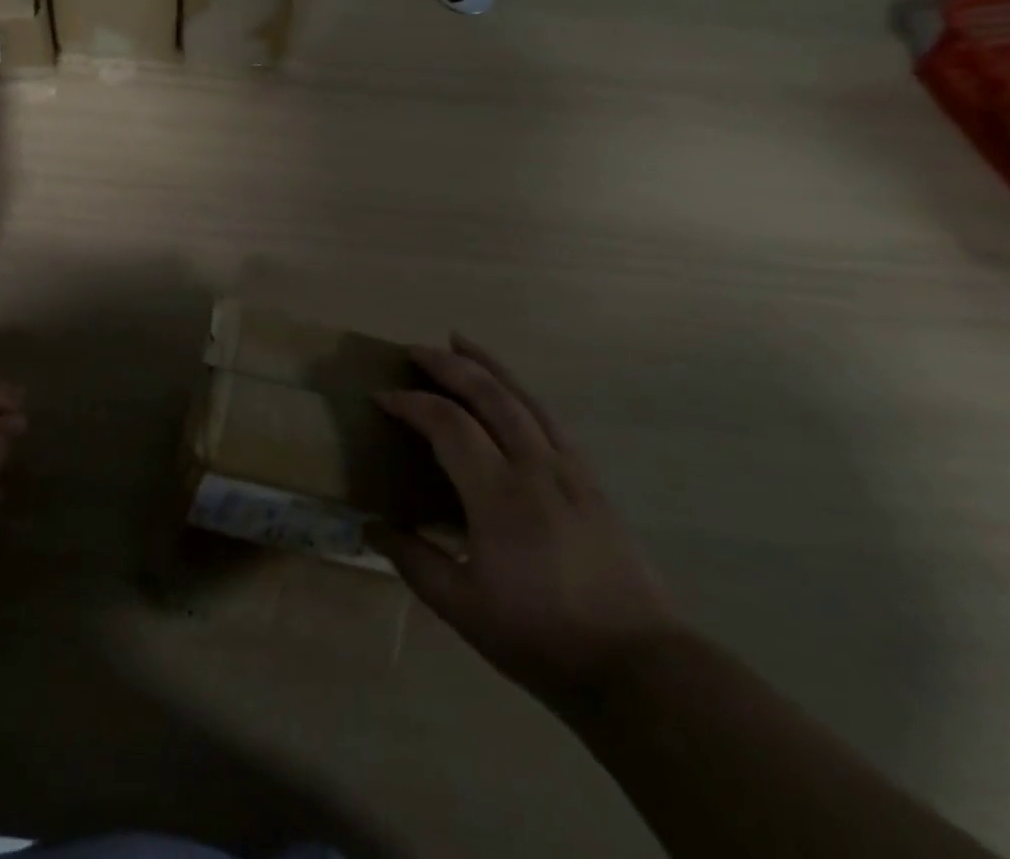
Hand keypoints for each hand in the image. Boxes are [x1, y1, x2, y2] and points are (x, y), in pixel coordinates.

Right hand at [370, 335, 677, 706]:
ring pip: (524, 397)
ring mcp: (569, 469)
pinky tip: (509, 392)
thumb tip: (372, 525)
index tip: (382, 398)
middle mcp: (535, 467)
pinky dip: (519, 391)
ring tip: (459, 342)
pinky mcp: (590, 479)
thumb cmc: (542, 638)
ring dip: (487, 364)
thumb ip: (413, 561)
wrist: (637, 667)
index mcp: (499, 496)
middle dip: (448, 365)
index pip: (448, 424)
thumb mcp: (463, 610)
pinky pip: (548, 418)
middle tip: (414, 350)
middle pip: (489, 394)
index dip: (411, 404)